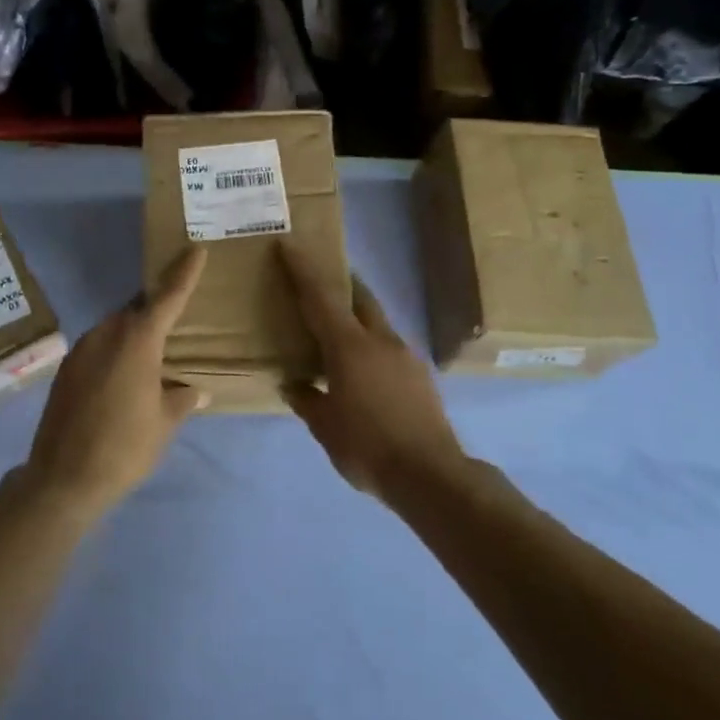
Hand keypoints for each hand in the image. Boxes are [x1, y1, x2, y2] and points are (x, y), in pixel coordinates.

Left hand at [24, 247, 209, 516]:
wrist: (63, 478)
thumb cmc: (124, 447)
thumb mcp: (163, 424)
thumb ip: (180, 400)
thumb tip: (194, 391)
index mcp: (137, 341)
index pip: (167, 297)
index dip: (183, 273)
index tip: (195, 249)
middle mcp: (107, 334)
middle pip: (136, 310)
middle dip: (155, 310)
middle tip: (175, 321)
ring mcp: (81, 350)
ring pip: (114, 327)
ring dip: (132, 333)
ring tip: (149, 355)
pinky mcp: (65, 369)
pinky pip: (97, 347)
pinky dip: (113, 351)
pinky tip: (120, 377)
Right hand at [278, 242, 462, 498]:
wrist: (431, 475)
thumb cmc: (368, 447)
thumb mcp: (325, 427)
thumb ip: (307, 399)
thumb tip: (293, 383)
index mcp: (349, 346)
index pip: (320, 297)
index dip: (302, 269)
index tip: (288, 244)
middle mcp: (379, 340)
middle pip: (359, 296)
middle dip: (340, 281)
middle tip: (321, 277)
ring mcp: (405, 355)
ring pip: (377, 320)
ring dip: (357, 314)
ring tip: (338, 330)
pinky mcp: (419, 375)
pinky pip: (388, 345)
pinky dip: (370, 343)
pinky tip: (363, 368)